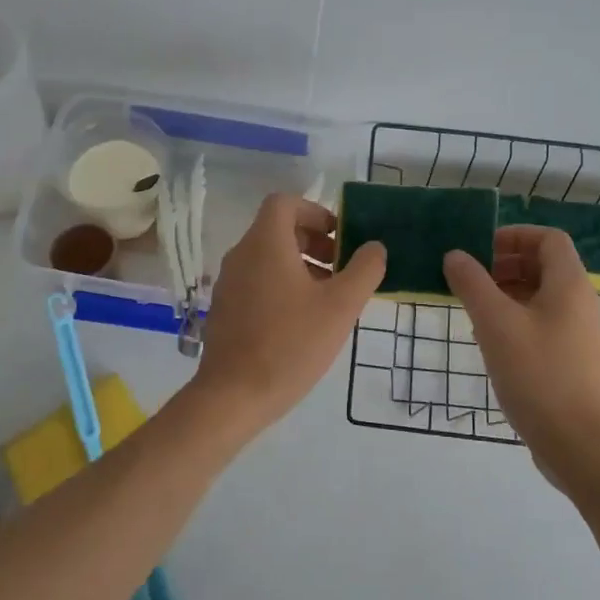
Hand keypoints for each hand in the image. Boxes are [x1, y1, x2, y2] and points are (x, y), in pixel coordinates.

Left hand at [192, 194, 386, 430]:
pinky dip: (281, 287)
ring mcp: (228, 284)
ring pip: (268, 259)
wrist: (233, 396)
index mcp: (265, 244)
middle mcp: (240, 256)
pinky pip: (256, 283)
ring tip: (328, 299)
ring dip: (301, 267)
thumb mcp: (341, 307)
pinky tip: (302, 323)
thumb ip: (364, 270)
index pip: (285, 203)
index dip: (316, 212)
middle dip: (314, 243)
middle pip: (277, 230)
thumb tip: (374, 247)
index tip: (340, 238)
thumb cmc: (290, 344)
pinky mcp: (224, 310)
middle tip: (342, 270)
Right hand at [443, 227, 599, 489]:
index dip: (514, 235)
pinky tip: (488, 339)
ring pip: (539, 295)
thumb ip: (472, 283)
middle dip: (504, 264)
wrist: (577, 444)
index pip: (548, 238)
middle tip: (469, 278)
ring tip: (472, 308)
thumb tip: (455, 255)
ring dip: (505, 292)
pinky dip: (514, 318)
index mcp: (569, 284)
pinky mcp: (570, 358)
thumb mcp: (495, 324)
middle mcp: (579, 302)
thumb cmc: (537, 374)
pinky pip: (541, 322)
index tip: (479, 249)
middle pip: (543, 265)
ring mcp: (577, 332)